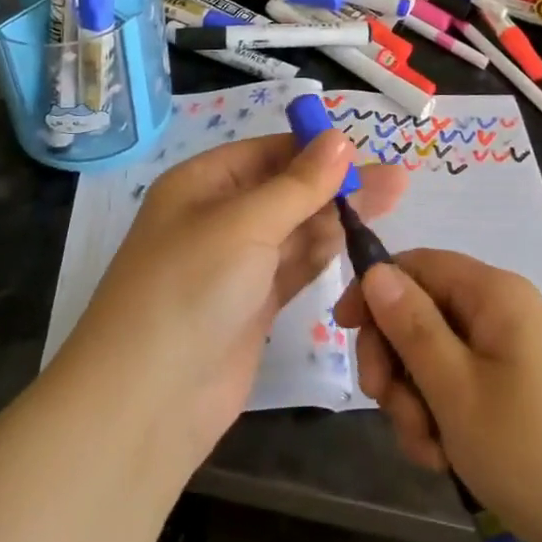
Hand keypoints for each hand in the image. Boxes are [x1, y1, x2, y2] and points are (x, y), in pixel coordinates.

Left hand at [60, 132, 404, 475]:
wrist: (145, 404)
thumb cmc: (190, 288)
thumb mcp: (245, 224)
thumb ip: (299, 184)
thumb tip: (340, 137)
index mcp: (202, 184)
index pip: (266, 152)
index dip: (313, 148)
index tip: (363, 150)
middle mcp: (219, 218)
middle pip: (287, 189)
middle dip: (337, 182)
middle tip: (396, 179)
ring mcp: (237, 265)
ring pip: (296, 228)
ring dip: (338, 215)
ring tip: (394, 199)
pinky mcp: (253, 305)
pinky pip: (295, 266)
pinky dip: (325, 252)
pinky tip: (360, 238)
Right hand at [335, 249, 541, 541]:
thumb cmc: (538, 452)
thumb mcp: (457, 389)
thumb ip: (410, 326)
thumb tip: (376, 268)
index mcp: (492, 294)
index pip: (416, 264)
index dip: (375, 291)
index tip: (342, 334)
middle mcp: (503, 314)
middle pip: (423, 314)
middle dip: (396, 362)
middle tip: (391, 410)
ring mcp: (514, 358)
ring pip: (438, 360)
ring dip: (418, 402)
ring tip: (432, 451)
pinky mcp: (521, 398)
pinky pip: (464, 392)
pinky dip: (446, 421)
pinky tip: (450, 462)